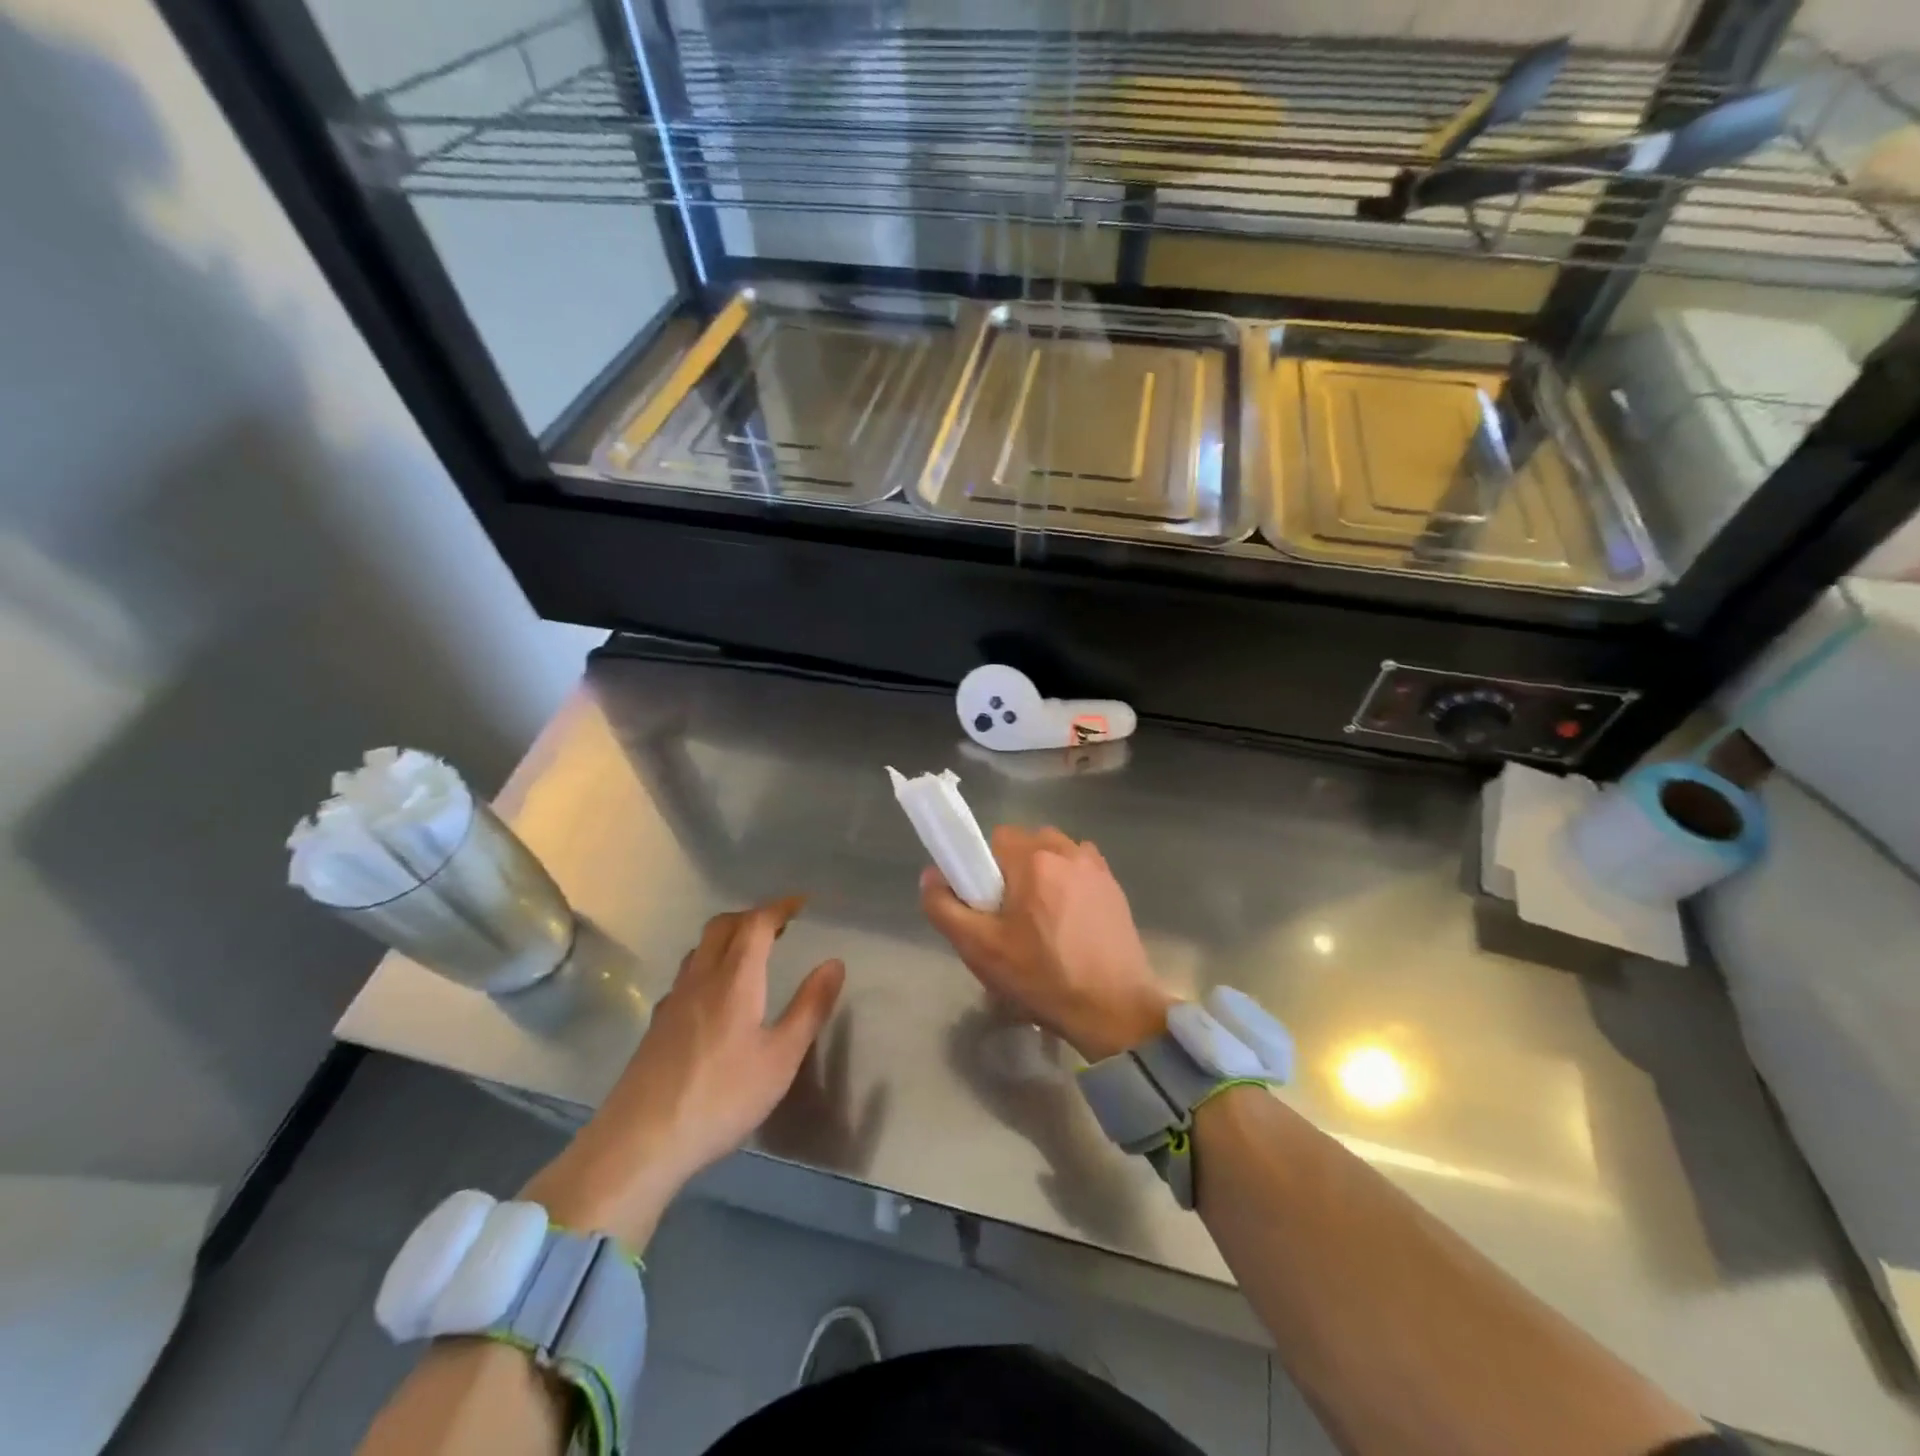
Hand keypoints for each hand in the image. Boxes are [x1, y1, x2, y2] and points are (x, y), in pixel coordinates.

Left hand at [522, 897, 844, 1249]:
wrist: (640, 1142)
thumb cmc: (721, 1098)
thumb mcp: (781, 1058)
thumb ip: (810, 1007)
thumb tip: (834, 962)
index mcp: (734, 979)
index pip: (756, 924)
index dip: (779, 907)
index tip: (802, 904)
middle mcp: (701, 978)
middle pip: (722, 926)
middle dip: (752, 916)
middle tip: (779, 925)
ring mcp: (673, 1000)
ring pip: (700, 948)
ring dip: (728, 937)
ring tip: (751, 953)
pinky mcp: (657, 1025)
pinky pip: (687, 975)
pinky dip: (709, 964)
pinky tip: (716, 995)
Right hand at [920, 826, 1174, 1061]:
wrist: (1113, 1010)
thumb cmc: (1042, 977)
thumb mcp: (979, 949)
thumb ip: (944, 907)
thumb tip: (931, 874)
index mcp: (1034, 859)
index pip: (995, 838)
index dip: (983, 867)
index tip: (985, 902)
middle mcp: (1068, 851)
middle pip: (1026, 843)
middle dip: (1012, 870)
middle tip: (1010, 916)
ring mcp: (1096, 867)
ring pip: (1054, 854)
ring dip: (1042, 874)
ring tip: (1041, 920)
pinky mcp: (1114, 886)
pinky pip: (1079, 869)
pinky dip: (1068, 883)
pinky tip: (1068, 922)